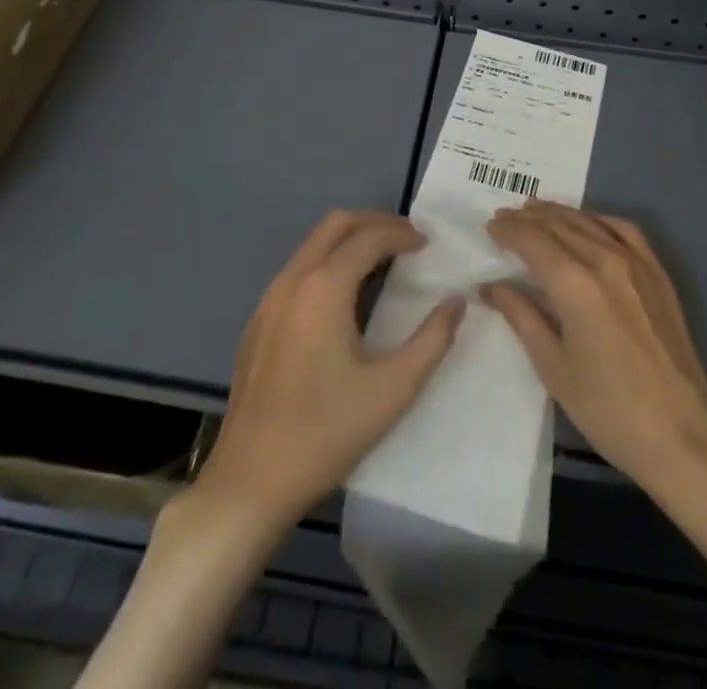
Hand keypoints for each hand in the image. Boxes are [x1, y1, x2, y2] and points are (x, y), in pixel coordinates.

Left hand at [194, 210, 465, 530]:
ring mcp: (269, 299)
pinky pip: (298, 270)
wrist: (249, 483)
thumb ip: (432, 340)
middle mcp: (292, 280)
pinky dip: (328, 263)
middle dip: (375, 223)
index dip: (402, 234)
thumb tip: (457, 302)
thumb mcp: (393, 390)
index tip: (429, 245)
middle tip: (408, 241)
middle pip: (336, 224)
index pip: (369, 237)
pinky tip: (345, 298)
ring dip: (350, 241)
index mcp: (324, 287)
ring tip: (384, 262)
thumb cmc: (326, 433)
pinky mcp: (258, 322)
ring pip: (313, 244)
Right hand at [484, 200, 706, 502]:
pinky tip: (588, 222)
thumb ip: (522, 317)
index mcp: (575, 284)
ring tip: (535, 210)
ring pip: (590, 222)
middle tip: (504, 216)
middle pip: (559, 225)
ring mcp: (636, 263)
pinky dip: (599, 219)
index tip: (489, 226)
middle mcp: (605, 260)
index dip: (508, 230)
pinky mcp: (657, 273)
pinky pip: (625, 230)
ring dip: (559, 213)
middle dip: (528, 218)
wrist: (682, 435)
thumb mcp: (554, 368)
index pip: (533, 240)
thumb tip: (492, 286)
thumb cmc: (608, 409)